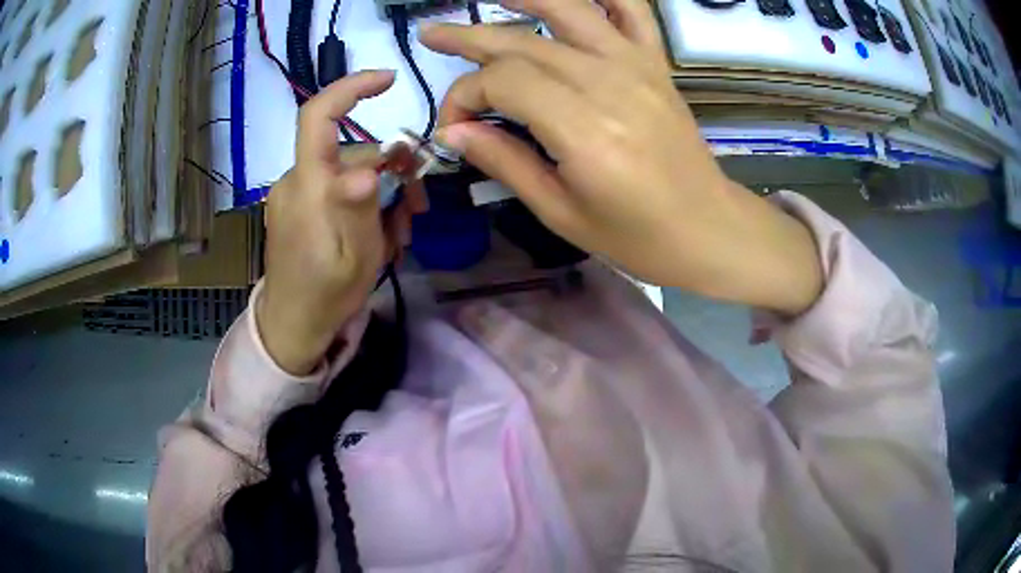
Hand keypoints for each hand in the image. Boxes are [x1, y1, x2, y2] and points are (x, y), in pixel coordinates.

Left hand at [258, 71, 426, 374]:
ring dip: (384, 194)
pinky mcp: (303, 207)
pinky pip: (340, 190)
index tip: (390, 81)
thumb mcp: (354, 257)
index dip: (352, 87)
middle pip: (353, 150)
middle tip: (417, 208)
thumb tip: (368, 170)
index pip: (318, 114)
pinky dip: (366, 204)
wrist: (293, 326)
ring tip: (401, 233)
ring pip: (352, 172)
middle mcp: (299, 180)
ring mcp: (300, 194)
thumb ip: (358, 208)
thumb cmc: (325, 295)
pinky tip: (381, 233)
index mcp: (307, 185)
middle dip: (392, 170)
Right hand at [421, 0, 821, 314]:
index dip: (464, 95)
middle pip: (523, 43)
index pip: (502, 83)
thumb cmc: (636, 237)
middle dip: (469, 39)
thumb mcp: (561, 213)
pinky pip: (632, 11)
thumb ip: (505, 162)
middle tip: (432, 34)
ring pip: (570, 10)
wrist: (708, 229)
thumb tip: (455, 130)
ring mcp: (637, 67)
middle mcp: (608, 85)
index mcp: (583, 131)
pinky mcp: (656, 65)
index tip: (453, 125)